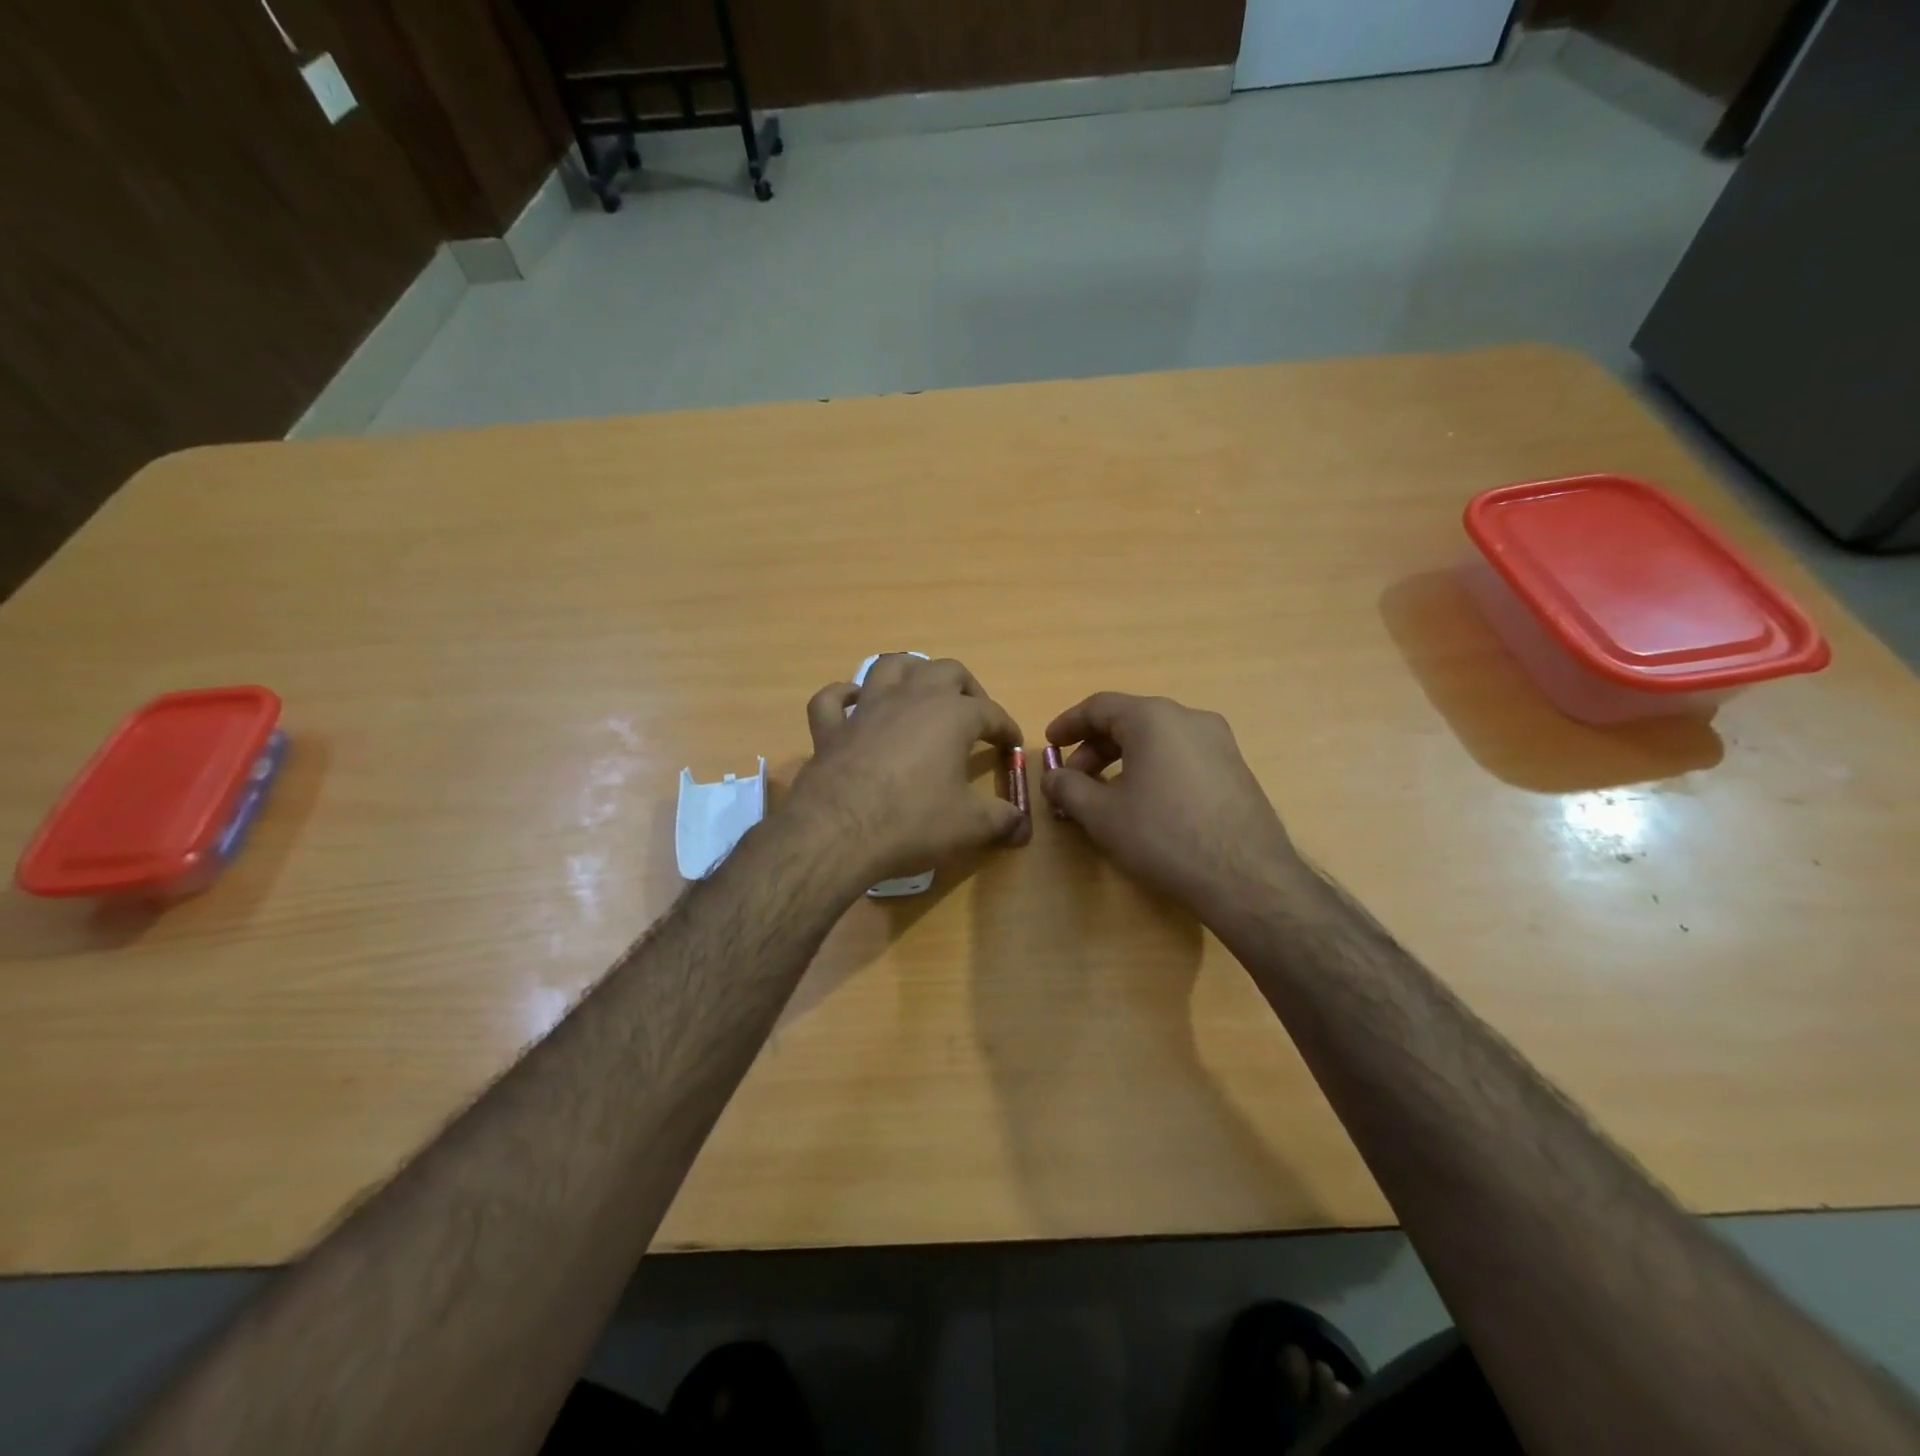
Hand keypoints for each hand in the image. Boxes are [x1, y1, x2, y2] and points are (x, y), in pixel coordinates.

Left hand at [786, 655, 1029, 886]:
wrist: (838, 832)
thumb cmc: (913, 821)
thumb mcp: (969, 826)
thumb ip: (1001, 820)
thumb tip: (1023, 826)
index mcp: (951, 715)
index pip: (990, 712)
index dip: (1006, 727)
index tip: (1013, 745)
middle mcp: (911, 699)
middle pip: (946, 671)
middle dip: (966, 688)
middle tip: (973, 714)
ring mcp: (867, 709)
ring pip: (890, 667)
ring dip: (910, 672)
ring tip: (920, 692)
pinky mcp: (831, 729)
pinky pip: (832, 699)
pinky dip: (844, 697)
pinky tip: (853, 703)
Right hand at [1042, 693, 1303, 918]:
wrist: (1245, 879)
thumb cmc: (1163, 836)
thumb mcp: (1101, 814)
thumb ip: (1067, 787)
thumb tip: (1053, 777)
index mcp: (1154, 718)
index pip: (1099, 706)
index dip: (1068, 724)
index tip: (1050, 745)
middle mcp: (1190, 719)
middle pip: (1129, 721)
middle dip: (1094, 750)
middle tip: (1073, 783)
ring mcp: (1219, 743)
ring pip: (1157, 741)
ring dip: (1123, 762)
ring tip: (1105, 798)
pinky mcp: (1235, 770)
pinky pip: (1181, 758)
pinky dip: (1152, 770)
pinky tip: (1145, 806)